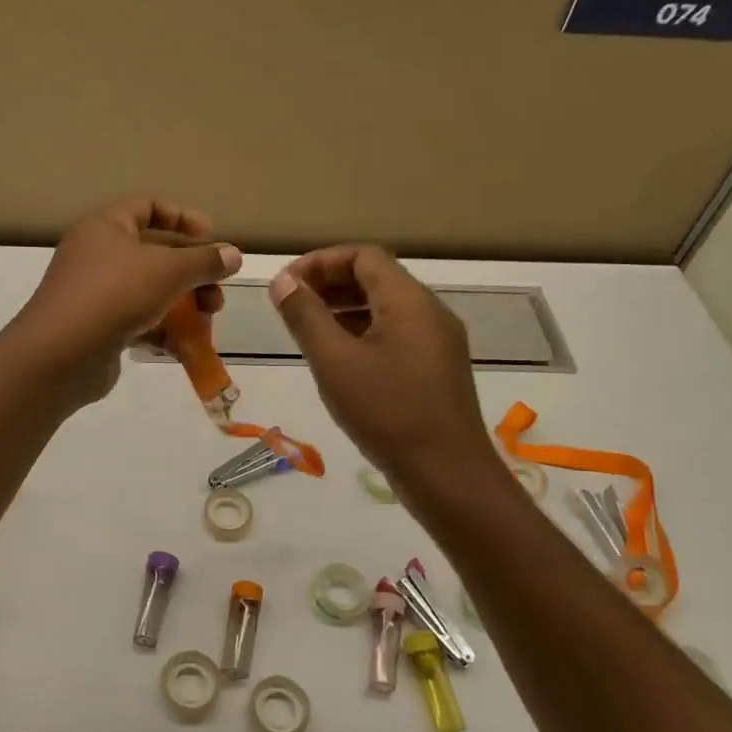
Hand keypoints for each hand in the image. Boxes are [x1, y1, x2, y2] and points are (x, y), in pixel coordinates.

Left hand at [10, 197, 241, 403]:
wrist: (60, 356)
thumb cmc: (114, 295)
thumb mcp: (167, 271)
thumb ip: (204, 261)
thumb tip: (234, 254)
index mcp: (106, 226)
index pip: (148, 207)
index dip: (183, 217)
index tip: (212, 237)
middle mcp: (98, 254)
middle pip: (156, 254)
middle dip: (192, 273)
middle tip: (217, 294)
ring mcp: (96, 293)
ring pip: (150, 291)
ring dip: (184, 306)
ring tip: (207, 323)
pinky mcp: (99, 328)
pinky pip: (139, 321)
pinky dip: (163, 331)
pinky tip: (184, 348)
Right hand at [269, 245, 501, 492]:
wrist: (448, 475)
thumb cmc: (387, 412)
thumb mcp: (335, 362)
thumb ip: (305, 317)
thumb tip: (282, 281)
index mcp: (409, 300)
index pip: (363, 256)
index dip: (321, 261)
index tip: (287, 283)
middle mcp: (429, 312)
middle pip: (376, 278)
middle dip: (330, 283)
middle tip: (291, 304)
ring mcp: (437, 341)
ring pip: (386, 308)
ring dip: (344, 309)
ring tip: (307, 329)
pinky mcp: (436, 368)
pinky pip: (396, 334)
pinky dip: (363, 332)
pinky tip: (338, 358)